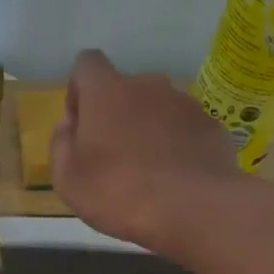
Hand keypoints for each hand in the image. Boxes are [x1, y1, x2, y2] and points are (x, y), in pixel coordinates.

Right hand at [50, 49, 237, 252]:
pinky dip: (176, 145)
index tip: (80, 123)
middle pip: (124, 89)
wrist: (194, 209)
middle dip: (116, 114)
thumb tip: (69, 125)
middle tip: (112, 156)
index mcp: (106, 92)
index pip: (87, 64)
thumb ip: (61, 144)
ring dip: (147, 129)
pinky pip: (184, 129)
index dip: (79, 90)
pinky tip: (174, 178)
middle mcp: (148, 86)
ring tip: (147, 171)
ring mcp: (185, 103)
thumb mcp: (68, 180)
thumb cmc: (118, 192)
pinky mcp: (211, 126)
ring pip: (157, 108)